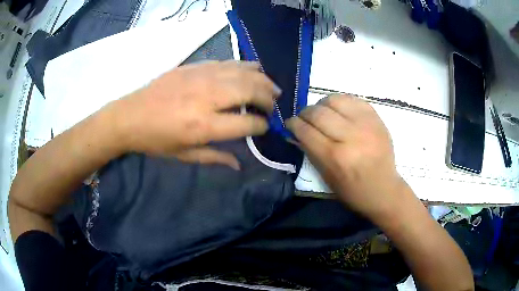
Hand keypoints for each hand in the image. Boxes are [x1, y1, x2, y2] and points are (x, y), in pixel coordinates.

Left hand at [111, 61, 280, 168]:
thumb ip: (216, 158)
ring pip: (243, 72)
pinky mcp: (194, 66)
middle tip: (274, 104)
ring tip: (272, 87)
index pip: (247, 122)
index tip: (265, 126)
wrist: (129, 116)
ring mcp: (201, 77)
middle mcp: (207, 98)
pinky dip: (245, 66)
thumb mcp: (184, 156)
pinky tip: (253, 70)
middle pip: (250, 90)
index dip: (261, 125)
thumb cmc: (155, 141)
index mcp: (204, 126)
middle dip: (268, 98)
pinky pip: (227, 62)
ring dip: (262, 79)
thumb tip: (240, 164)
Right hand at [286, 94, 407, 223]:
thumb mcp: (326, 177)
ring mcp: (366, 124)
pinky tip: (340, 111)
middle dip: (305, 113)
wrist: (384, 189)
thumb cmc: (352, 190)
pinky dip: (341, 102)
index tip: (290, 123)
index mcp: (335, 157)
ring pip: (334, 100)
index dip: (293, 124)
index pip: (306, 131)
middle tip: (305, 118)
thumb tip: (296, 131)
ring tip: (323, 113)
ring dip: (322, 104)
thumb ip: (310, 151)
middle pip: (318, 113)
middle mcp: (350, 137)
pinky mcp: (376, 118)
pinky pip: (352, 99)